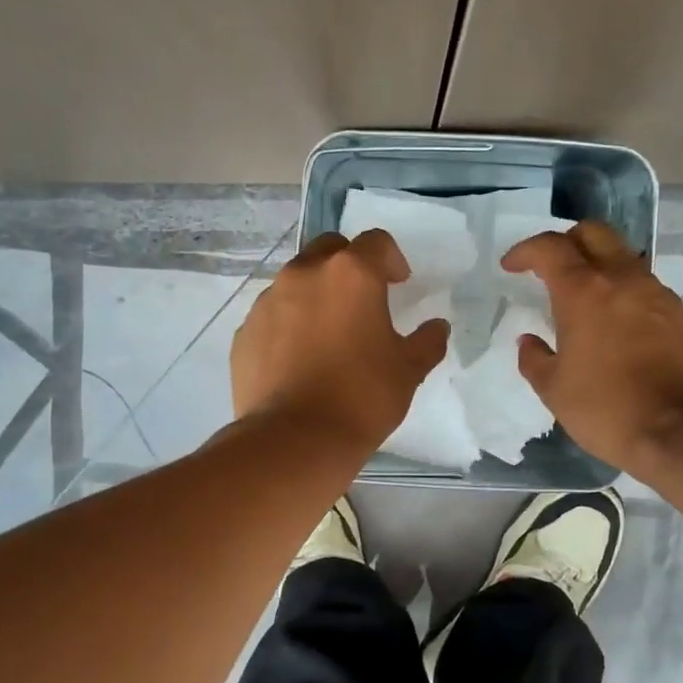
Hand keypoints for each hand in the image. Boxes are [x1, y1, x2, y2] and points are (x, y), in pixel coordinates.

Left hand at [232, 229, 450, 453]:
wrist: (295, 440)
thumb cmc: (362, 397)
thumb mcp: (409, 370)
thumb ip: (427, 341)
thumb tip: (437, 327)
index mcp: (351, 274)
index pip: (376, 242)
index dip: (391, 259)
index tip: (399, 283)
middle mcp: (304, 275)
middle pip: (330, 249)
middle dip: (349, 265)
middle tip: (362, 300)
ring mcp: (268, 301)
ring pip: (296, 281)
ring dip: (316, 294)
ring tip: (327, 334)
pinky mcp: (245, 331)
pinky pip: (273, 315)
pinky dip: (288, 325)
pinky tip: (298, 360)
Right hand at [503, 221, 682, 471]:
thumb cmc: (608, 409)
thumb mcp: (555, 391)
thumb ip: (535, 359)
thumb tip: (529, 342)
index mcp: (584, 291)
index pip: (550, 248)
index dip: (525, 251)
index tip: (511, 266)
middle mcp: (623, 280)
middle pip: (594, 233)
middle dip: (566, 242)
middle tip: (550, 268)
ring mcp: (658, 294)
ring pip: (624, 258)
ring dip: (599, 267)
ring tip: (584, 300)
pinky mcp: (681, 315)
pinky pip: (645, 288)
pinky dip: (624, 293)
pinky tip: (617, 326)